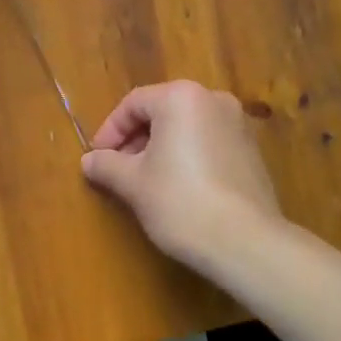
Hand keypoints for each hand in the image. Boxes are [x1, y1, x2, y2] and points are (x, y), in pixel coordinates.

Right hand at [81, 80, 283, 279]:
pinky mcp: (252, 151)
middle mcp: (212, 99)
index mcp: (181, 97)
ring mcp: (238, 124)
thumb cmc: (180, 202)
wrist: (247, 243)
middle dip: (136, 140)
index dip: (110, 131)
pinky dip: (188, 157)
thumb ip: (107, 165)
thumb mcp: (133, 184)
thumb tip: (88, 161)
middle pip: (161, 112)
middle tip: (119, 170)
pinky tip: (179, 189)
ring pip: (186, 128)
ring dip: (161, 148)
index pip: (133, 104)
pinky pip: (208, 143)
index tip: (98, 158)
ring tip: (146, 182)